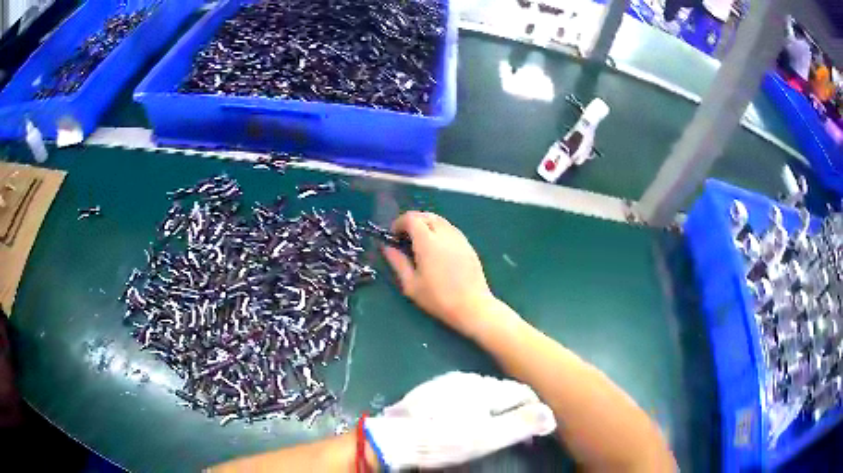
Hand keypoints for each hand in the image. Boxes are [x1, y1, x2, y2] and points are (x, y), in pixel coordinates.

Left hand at [365, 371, 556, 469]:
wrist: (394, 439)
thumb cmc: (444, 441)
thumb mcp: (487, 438)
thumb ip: (520, 424)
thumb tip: (550, 414)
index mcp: (485, 387)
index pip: (522, 390)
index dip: (534, 408)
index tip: (537, 428)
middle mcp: (468, 378)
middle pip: (503, 390)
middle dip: (514, 409)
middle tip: (516, 433)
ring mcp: (446, 382)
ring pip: (482, 392)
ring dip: (493, 408)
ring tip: (493, 428)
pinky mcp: (431, 391)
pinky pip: (462, 394)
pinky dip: (473, 407)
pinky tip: (465, 421)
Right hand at [382, 211, 498, 337]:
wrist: (472, 306)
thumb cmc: (438, 298)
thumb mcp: (411, 284)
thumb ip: (397, 262)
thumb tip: (386, 247)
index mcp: (427, 241)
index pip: (411, 218)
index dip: (399, 223)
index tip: (394, 236)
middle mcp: (444, 233)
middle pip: (426, 215)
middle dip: (412, 222)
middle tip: (405, 238)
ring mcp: (459, 238)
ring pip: (440, 220)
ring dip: (426, 224)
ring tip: (420, 243)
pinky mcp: (468, 245)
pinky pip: (450, 229)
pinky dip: (439, 230)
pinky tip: (437, 248)